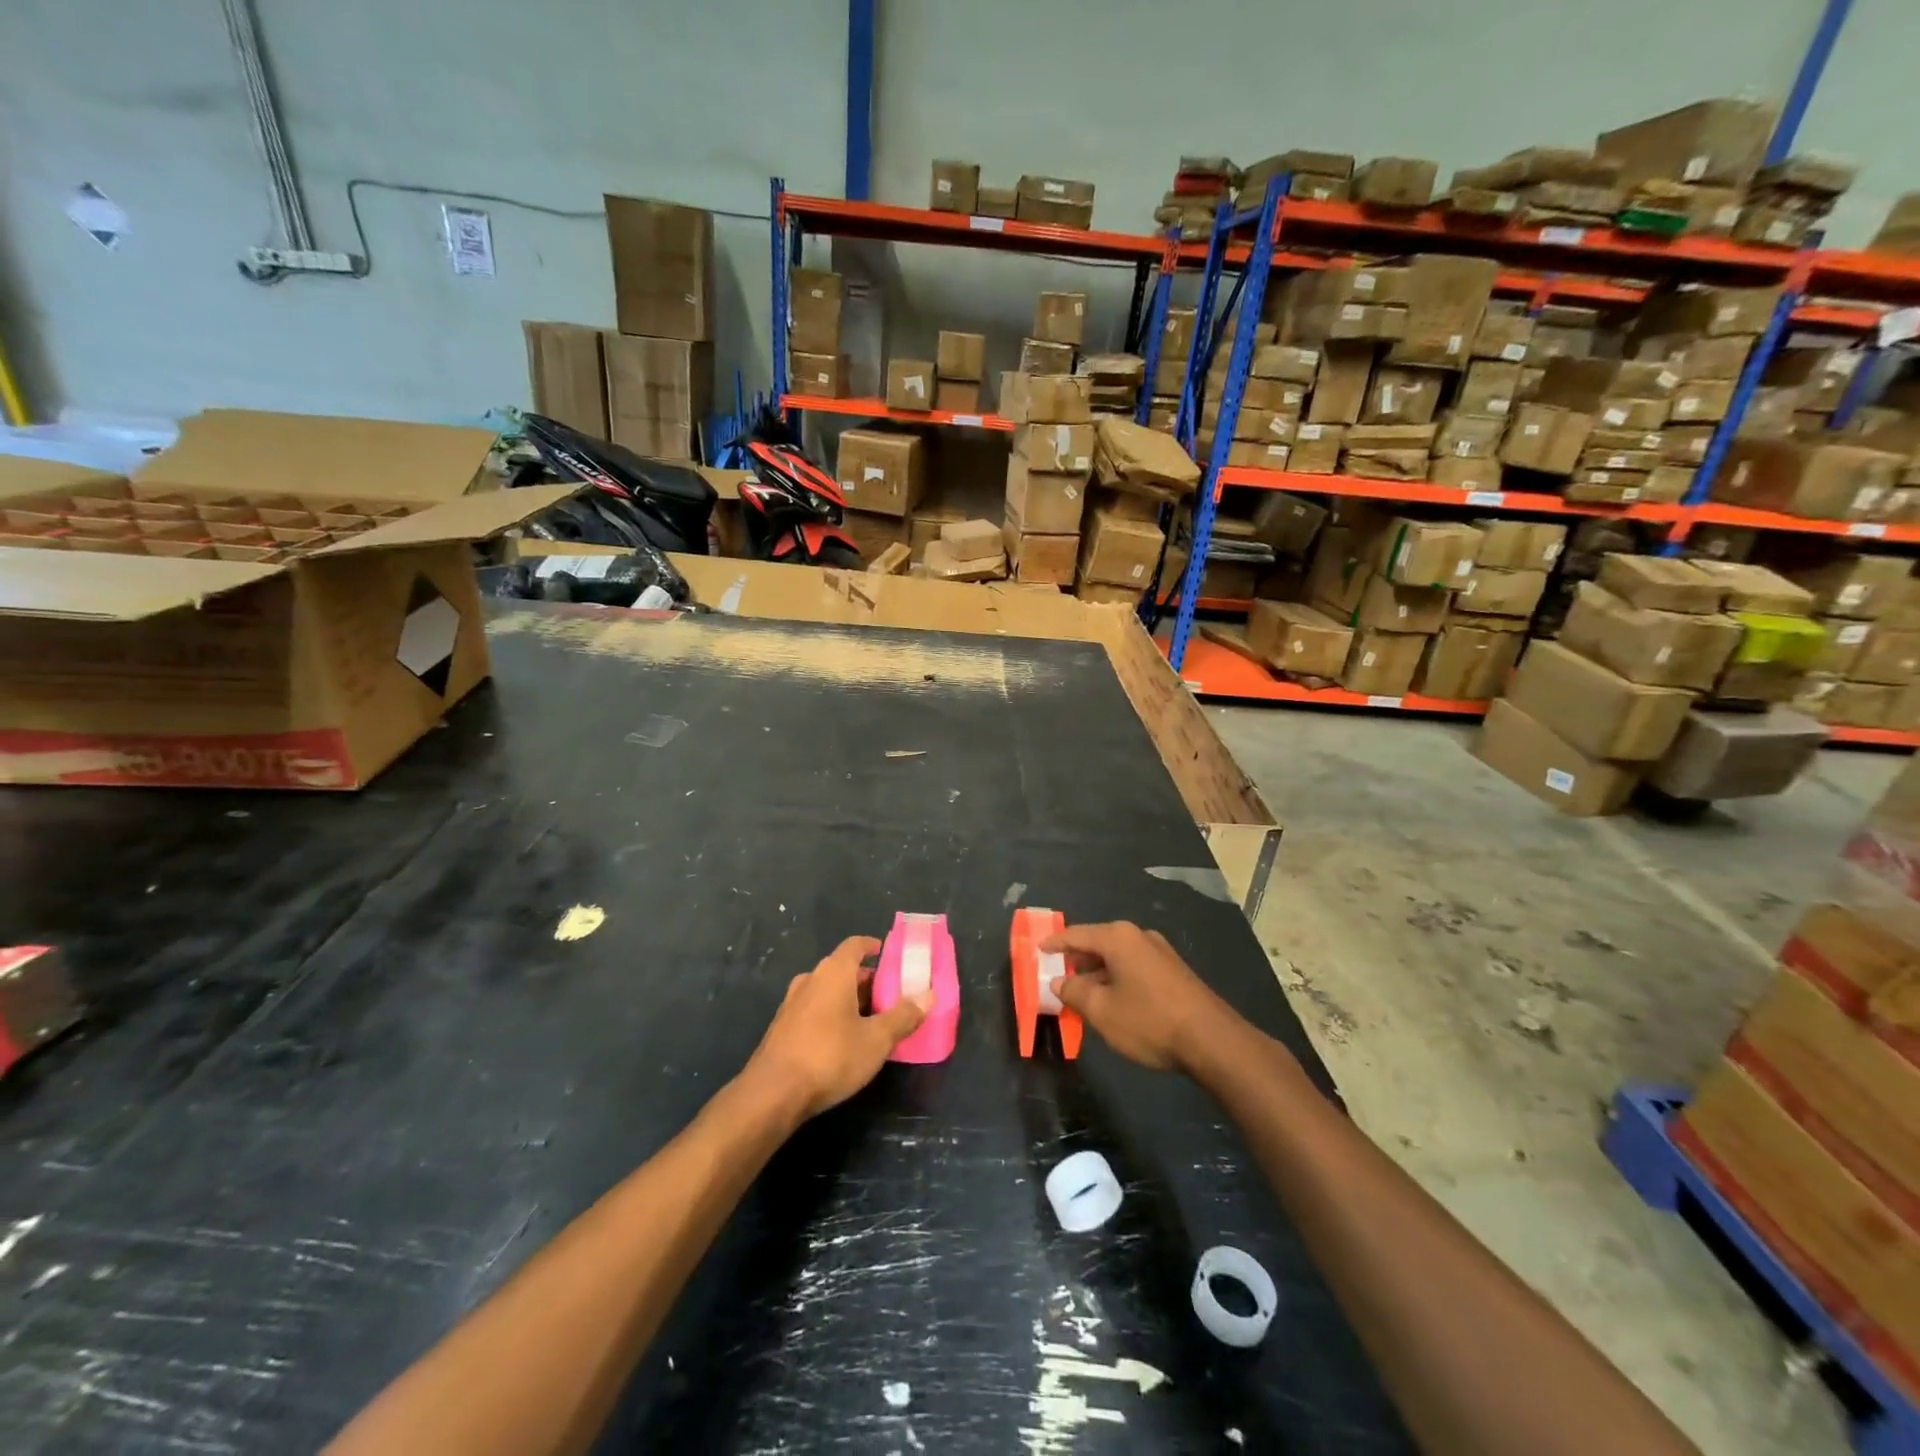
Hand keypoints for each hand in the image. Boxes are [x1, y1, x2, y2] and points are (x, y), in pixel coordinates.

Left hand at [744, 936, 928, 1120]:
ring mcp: (792, 1004)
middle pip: (842, 969)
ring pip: (826, 990)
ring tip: (869, 1018)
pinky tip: (842, 1039)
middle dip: (866, 979)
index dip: (871, 946)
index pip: (854, 946)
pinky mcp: (782, 1028)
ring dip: (848, 998)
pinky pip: (813, 1009)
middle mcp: (810, 980)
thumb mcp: (876, 1040)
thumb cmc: (830, 1057)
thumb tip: (929, 995)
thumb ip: (903, 1016)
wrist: (772, 1094)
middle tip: (889, 994)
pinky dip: (831, 1014)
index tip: (885, 952)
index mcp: (833, 973)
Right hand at [1044, 922, 1239, 1073]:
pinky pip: (1134, 967)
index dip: (1054, 943)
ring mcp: (1160, 952)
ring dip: (1097, 972)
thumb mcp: (1101, 1010)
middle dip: (1076, 959)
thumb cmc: (1149, 1021)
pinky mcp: (1174, 971)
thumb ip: (1074, 992)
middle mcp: (1139, 936)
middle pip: (1098, 943)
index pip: (1076, 934)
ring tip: (1081, 993)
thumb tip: (1060, 981)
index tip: (1038, 949)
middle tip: (1057, 974)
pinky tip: (1112, 1000)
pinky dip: (1116, 978)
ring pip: (1117, 957)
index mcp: (1118, 938)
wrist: (1212, 1040)